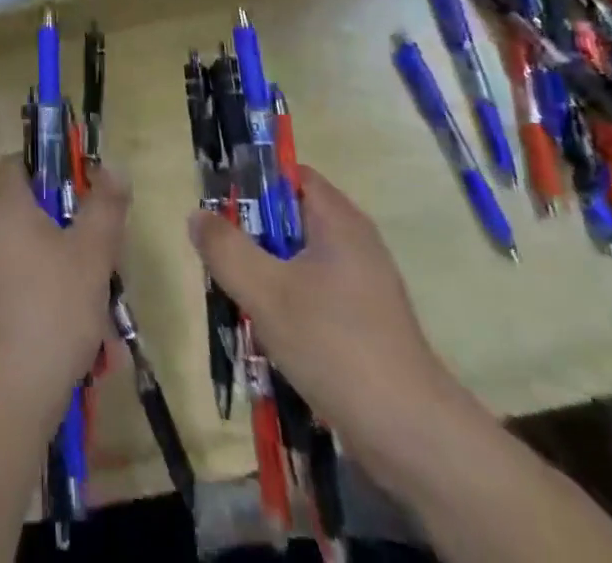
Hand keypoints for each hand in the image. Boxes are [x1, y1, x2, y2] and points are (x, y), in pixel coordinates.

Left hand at [0, 154, 128, 417]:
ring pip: (36, 246)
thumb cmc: (55, 304)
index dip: (47, 165)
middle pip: (32, 205)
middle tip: (103, 242)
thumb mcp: (93, 250)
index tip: (82, 183)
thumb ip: (105, 205)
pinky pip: (30, 277)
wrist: (16, 386)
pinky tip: (88, 322)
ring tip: (104, 288)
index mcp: (6, 205)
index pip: (16, 163)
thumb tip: (112, 169)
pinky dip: (57, 288)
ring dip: (70, 260)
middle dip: (71, 220)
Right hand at [189, 167, 456, 453]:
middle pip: (289, 219)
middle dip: (252, 238)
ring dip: (267, 277)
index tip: (223, 213)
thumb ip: (225, 247)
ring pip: (298, 261)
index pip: (288, 175)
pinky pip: (315, 295)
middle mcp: (355, 242)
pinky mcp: (367, 322)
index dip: (252, 184)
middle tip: (226, 264)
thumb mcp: (265, 291)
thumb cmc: (335, 346)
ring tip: (244, 305)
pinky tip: (273, 339)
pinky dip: (290, 306)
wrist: (413, 438)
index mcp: (338, 220)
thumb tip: (198, 215)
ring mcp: (364, 285)